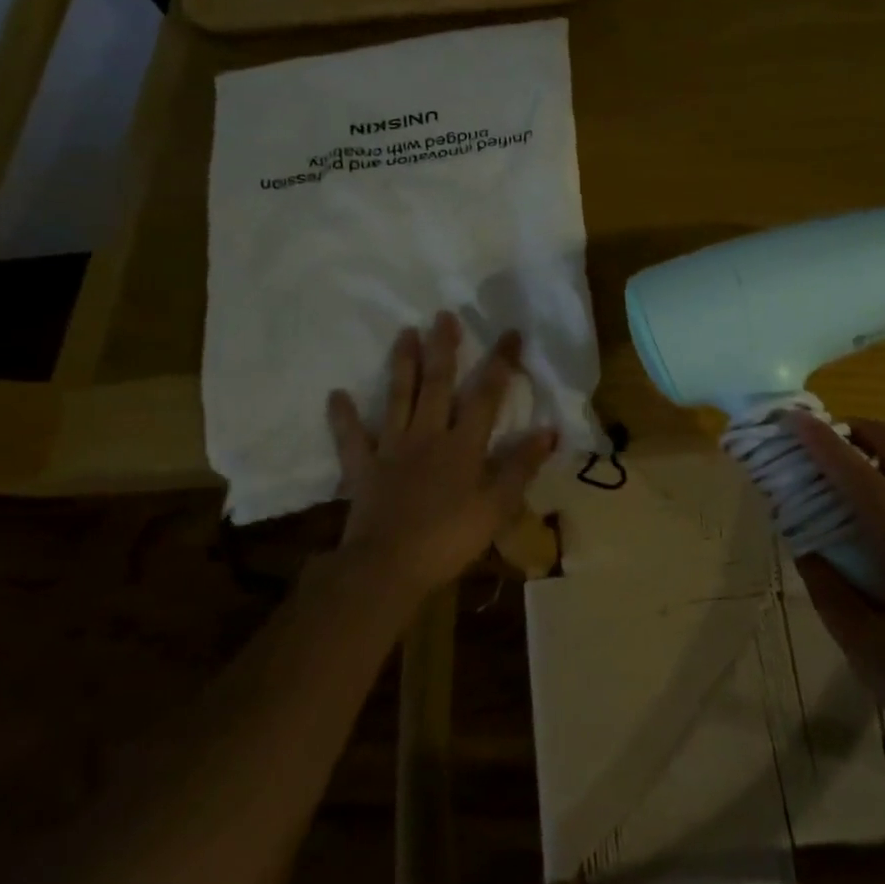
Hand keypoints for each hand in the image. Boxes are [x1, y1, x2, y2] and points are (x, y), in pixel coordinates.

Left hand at [327, 312, 556, 600]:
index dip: (500, 362)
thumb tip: (549, 431)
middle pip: (436, 385)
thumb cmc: (449, 538)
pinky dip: (343, 417)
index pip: (486, 395)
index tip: (509, 333)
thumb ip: (521, 466)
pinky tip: (335, 395)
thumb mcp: (497, 506)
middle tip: (443, 315)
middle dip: (443, 349)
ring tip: (404, 333)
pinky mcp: (363, 469)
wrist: (387, 567)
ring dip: (402, 365)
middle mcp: (427, 436)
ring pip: (398, 398)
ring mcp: (392, 449)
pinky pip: (351, 438)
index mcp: (462, 445)